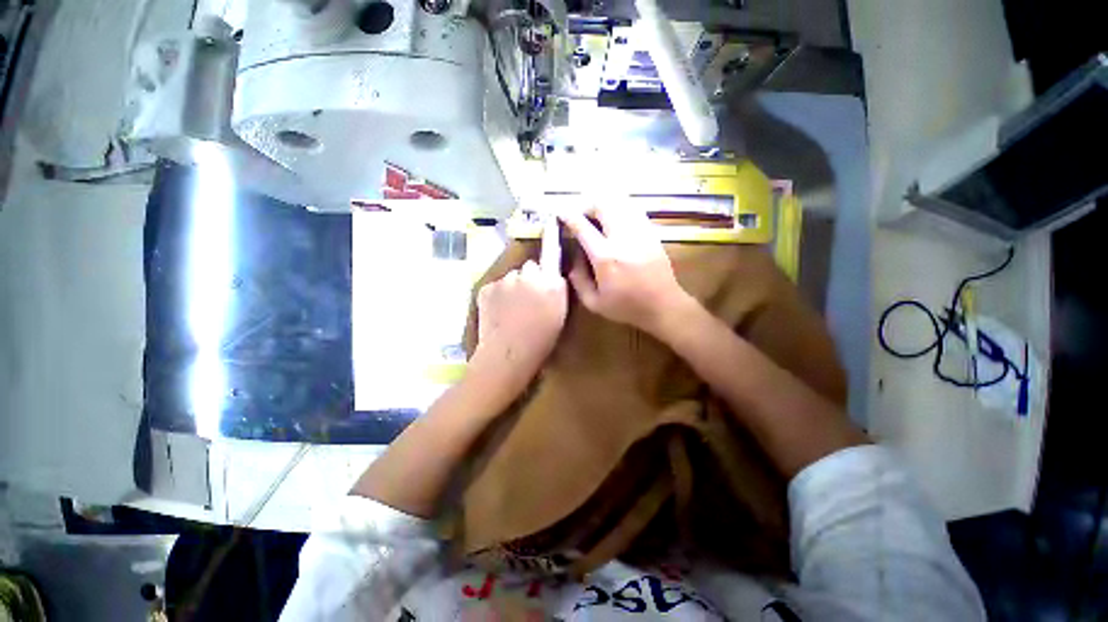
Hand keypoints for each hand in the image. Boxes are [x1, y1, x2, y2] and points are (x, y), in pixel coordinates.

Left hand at [472, 219, 567, 388]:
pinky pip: (497, 287)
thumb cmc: (541, 338)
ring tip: (514, 311)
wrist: (508, 354)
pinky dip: (498, 296)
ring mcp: (504, 280)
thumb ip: (558, 286)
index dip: (551, 235)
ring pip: (512, 278)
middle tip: (531, 300)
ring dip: (513, 288)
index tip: (550, 219)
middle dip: (531, 278)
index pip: (551, 251)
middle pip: (530, 267)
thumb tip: (552, 273)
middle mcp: (526, 273)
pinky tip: (500, 313)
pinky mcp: (486, 288)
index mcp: (548, 280)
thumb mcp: (560, 312)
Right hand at [561, 206, 692, 334]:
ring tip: (597, 216)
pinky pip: (633, 209)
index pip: (582, 226)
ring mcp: (640, 232)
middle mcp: (622, 238)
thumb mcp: (593, 302)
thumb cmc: (626, 307)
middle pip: (603, 204)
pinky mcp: (651, 232)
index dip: (568, 216)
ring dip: (604, 205)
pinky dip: (620, 209)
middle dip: (586, 205)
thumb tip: (572, 255)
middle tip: (581, 216)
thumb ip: (578, 279)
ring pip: (620, 202)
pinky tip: (615, 220)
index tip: (560, 213)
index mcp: (605, 257)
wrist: (663, 305)